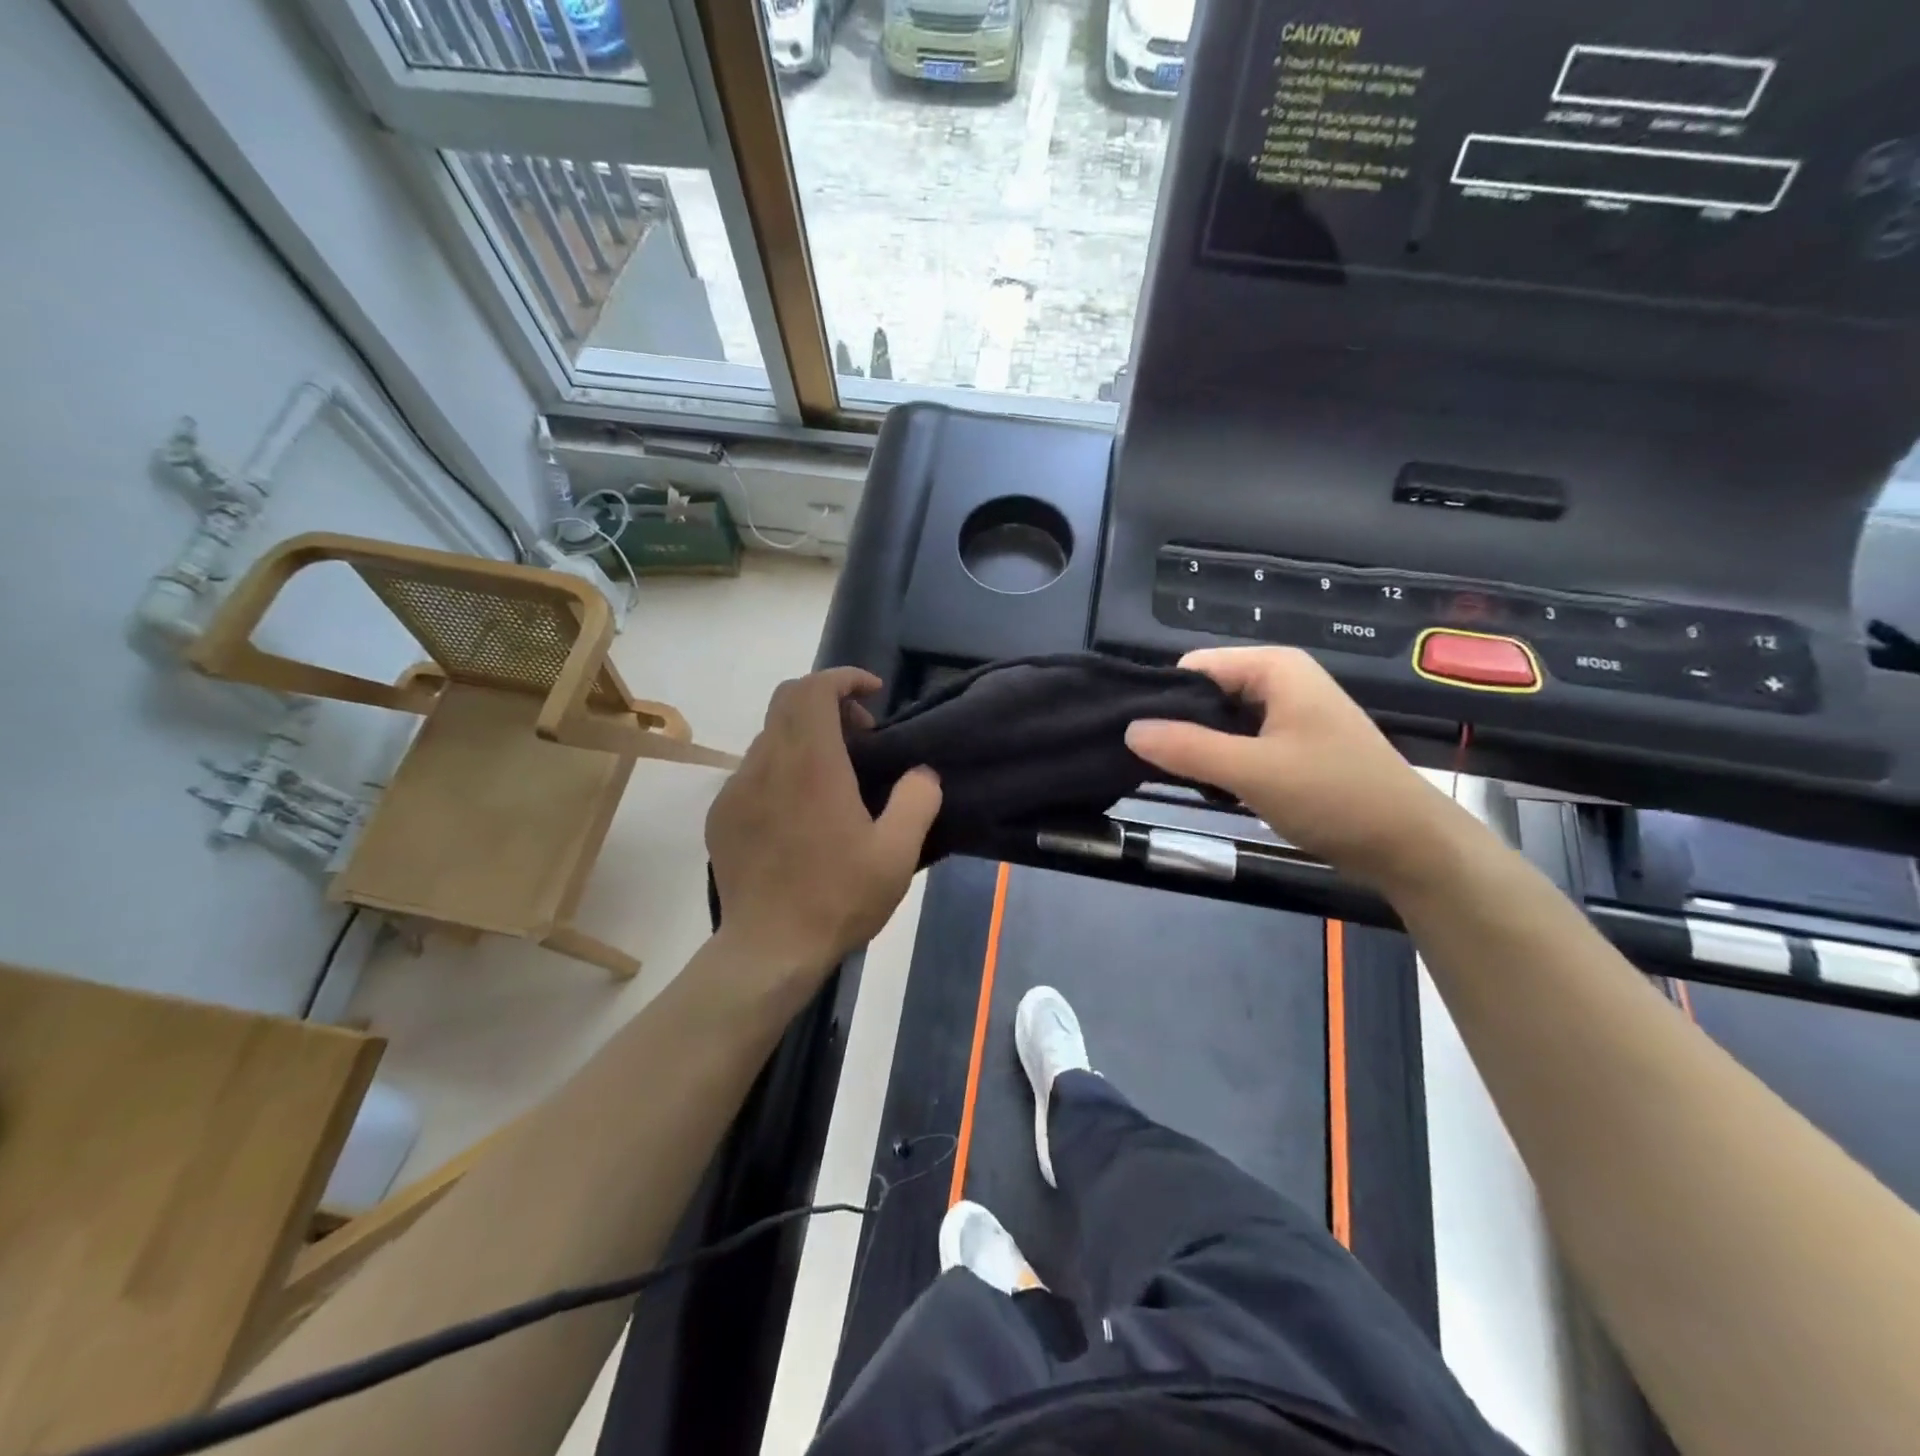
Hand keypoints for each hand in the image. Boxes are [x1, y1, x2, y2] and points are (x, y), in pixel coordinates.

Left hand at [706, 668, 940, 975]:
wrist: (769, 950)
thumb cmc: (838, 898)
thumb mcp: (897, 853)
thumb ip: (917, 800)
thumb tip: (920, 773)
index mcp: (810, 765)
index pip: (813, 689)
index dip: (843, 678)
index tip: (873, 693)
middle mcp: (766, 764)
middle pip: (787, 702)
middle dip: (828, 701)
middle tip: (861, 735)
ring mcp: (737, 789)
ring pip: (770, 736)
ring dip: (805, 736)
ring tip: (835, 774)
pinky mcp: (722, 815)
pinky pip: (753, 770)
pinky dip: (782, 766)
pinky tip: (801, 809)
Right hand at [1126, 647, 1460, 892]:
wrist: (1409, 845)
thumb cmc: (1334, 796)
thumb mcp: (1252, 772)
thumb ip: (1187, 749)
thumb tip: (1129, 730)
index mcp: (1274, 668)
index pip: (1193, 668)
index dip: (1165, 700)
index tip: (1141, 741)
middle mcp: (1280, 679)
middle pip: (1206, 693)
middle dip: (1182, 728)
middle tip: (1161, 769)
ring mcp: (1289, 712)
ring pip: (1221, 721)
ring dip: (1202, 750)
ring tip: (1187, 783)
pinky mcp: (1293, 743)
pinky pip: (1241, 742)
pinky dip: (1224, 763)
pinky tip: (1217, 790)